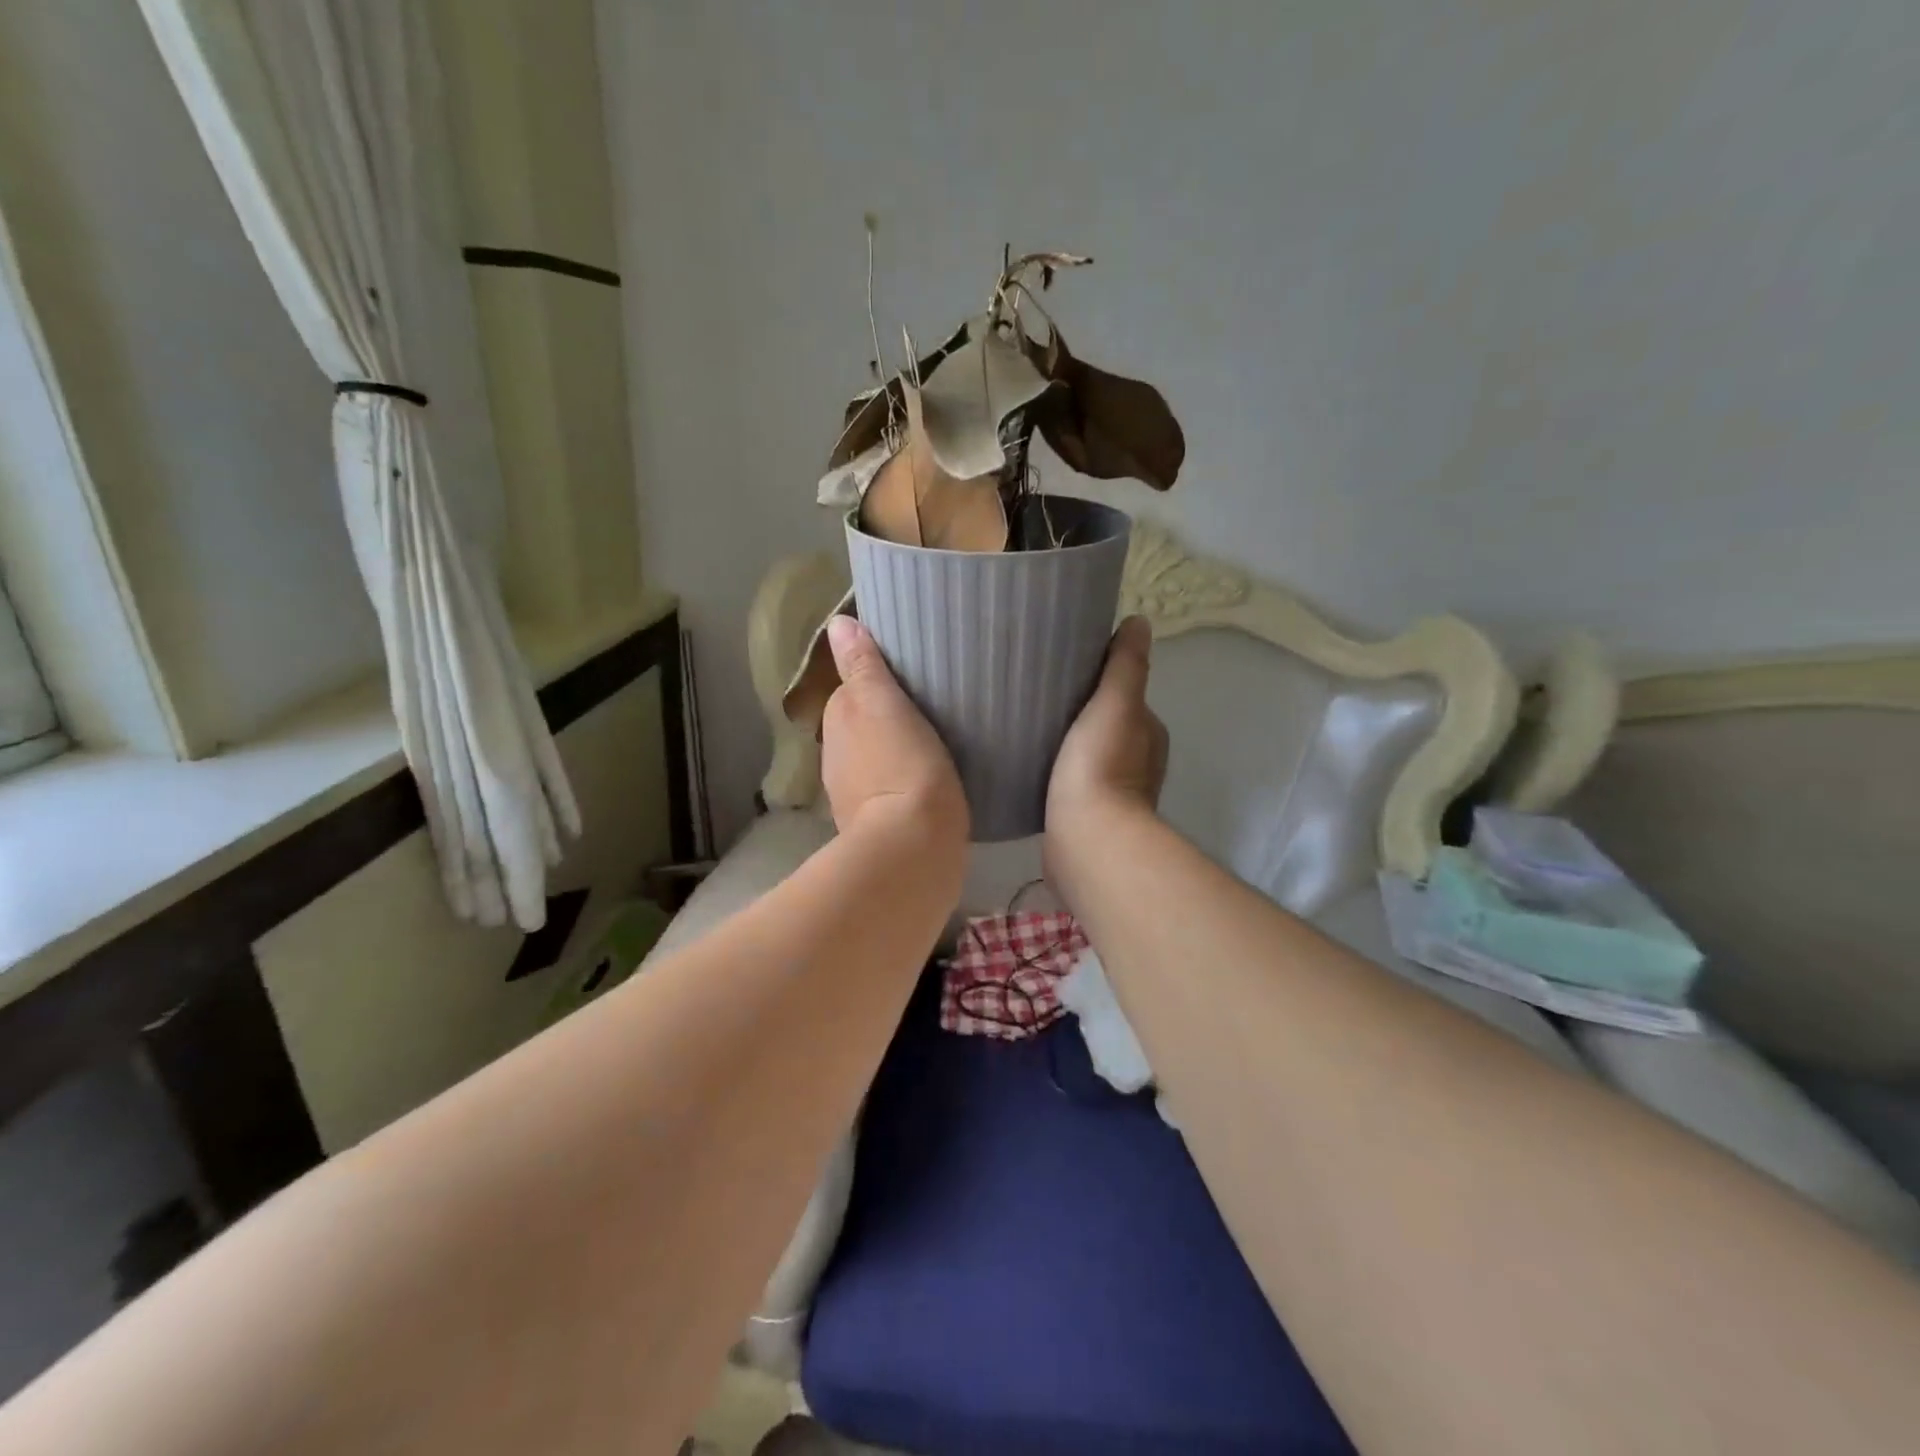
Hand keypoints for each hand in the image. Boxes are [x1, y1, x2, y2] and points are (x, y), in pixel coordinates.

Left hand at [820, 616, 968, 853]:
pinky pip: (889, 793)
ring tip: (933, 746)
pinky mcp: (877, 827)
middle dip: (883, 720)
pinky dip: (901, 784)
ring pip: (873, 761)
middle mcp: (835, 760)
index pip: (851, 692)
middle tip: (927, 711)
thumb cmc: (902, 764)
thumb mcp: (883, 704)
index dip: (877, 684)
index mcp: (837, 726)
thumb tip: (837, 623)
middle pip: (860, 728)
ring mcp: (852, 798)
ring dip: (892, 754)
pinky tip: (928, 786)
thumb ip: (862, 666)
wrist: (913, 845)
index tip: (909, 682)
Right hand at [1046, 616, 1167, 832]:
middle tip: (1041, 699)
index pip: (1125, 695)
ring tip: (1033, 731)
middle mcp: (1139, 763)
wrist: (1088, 839)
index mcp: (1149, 733)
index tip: (1066, 672)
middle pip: (1106, 726)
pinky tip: (1036, 768)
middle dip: (1081, 714)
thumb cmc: (1101, 765)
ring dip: (1070, 745)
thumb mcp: (1116, 704)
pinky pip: (1073, 783)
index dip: (1100, 682)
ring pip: (1089, 756)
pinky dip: (1060, 773)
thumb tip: (1140, 622)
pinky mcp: (1089, 817)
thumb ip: (1126, 665)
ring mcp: (1115, 794)